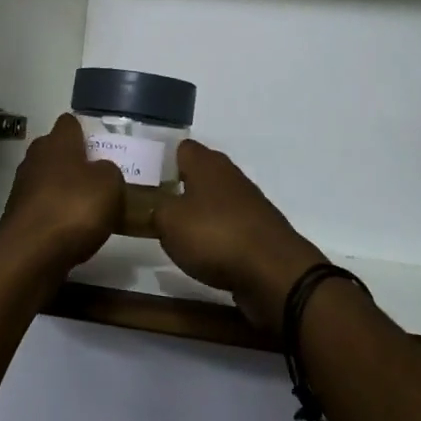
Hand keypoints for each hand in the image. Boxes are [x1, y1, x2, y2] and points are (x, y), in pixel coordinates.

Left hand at [0, 114, 123, 273]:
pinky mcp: (18, 217)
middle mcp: (35, 158)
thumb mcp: (110, 184)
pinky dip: (57, 215)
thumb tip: (100, 171)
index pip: (69, 122)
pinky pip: (44, 208)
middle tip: (101, 179)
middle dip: (76, 162)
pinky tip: (74, 231)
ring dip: (66, 191)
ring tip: (91, 209)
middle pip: (57, 151)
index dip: (85, 131)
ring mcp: (22, 188)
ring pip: (49, 180)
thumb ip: (109, 171)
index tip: (102, 146)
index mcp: (57, 142)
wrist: (30, 255)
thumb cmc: (74, 208)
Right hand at [152, 141, 325, 333]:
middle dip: (179, 188)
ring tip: (176, 233)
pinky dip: (217, 236)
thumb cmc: (215, 236)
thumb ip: (156, 210)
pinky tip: (204, 253)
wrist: (274, 272)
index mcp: (206, 163)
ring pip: (215, 200)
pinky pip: (229, 226)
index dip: (163, 161)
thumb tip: (157, 208)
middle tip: (154, 207)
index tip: (146, 180)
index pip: (181, 148)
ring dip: (198, 214)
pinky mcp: (260, 231)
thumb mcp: (168, 223)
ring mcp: (249, 203)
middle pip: (199, 174)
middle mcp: (230, 175)